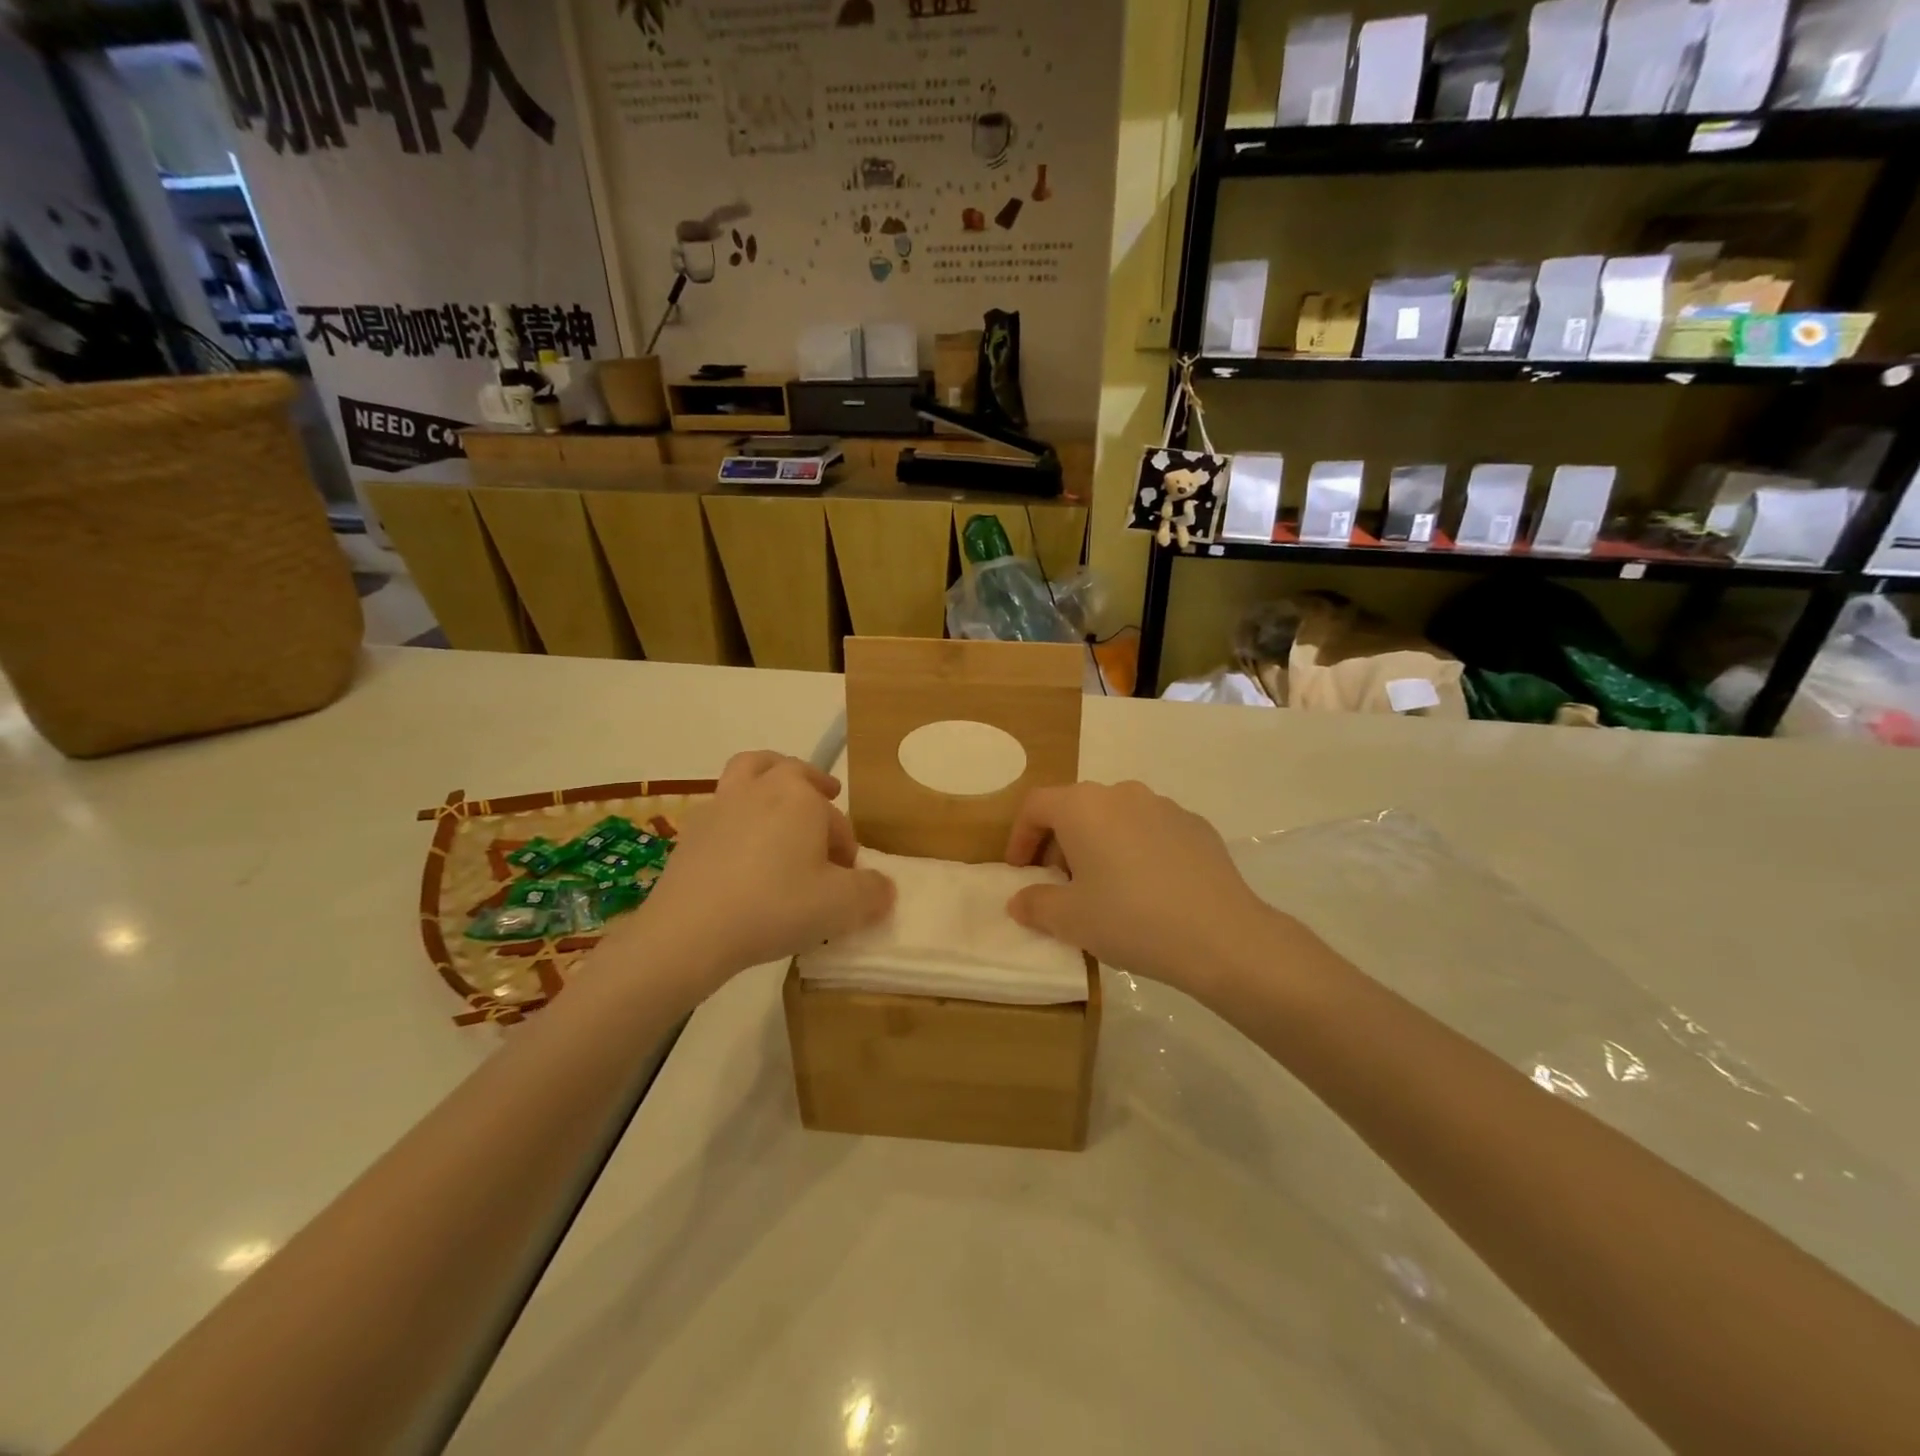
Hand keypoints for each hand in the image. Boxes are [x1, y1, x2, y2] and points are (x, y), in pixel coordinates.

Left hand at [608, 752, 893, 996]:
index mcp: (801, 797)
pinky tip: (741, 850)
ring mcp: (721, 805)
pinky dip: (738, 815)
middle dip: (813, 785)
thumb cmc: (775, 907)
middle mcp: (761, 788)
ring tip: (778, 799)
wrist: (690, 930)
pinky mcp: (692, 830)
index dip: (846, 847)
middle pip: (791, 772)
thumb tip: (884, 888)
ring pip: (749, 772)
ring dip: (769, 778)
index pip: (836, 819)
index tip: (847, 877)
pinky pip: (723, 807)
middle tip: (826, 799)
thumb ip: (872, 893)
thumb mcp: (841, 907)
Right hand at [1004, 780, 1282, 996]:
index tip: (1019, 872)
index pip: (1036, 805)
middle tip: (1059, 885)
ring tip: (1104, 889)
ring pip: (1114, 818)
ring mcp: (1164, 806)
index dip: (1019, 836)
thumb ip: (1035, 904)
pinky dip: (1135, 850)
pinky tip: (1147, 890)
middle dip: (1059, 843)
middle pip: (1075, 808)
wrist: (1222, 936)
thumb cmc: (1131, 919)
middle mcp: (1122, 793)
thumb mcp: (1070, 919)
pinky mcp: (1195, 826)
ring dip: (1097, 845)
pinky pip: (1150, 831)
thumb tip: (1020, 900)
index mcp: (1084, 806)